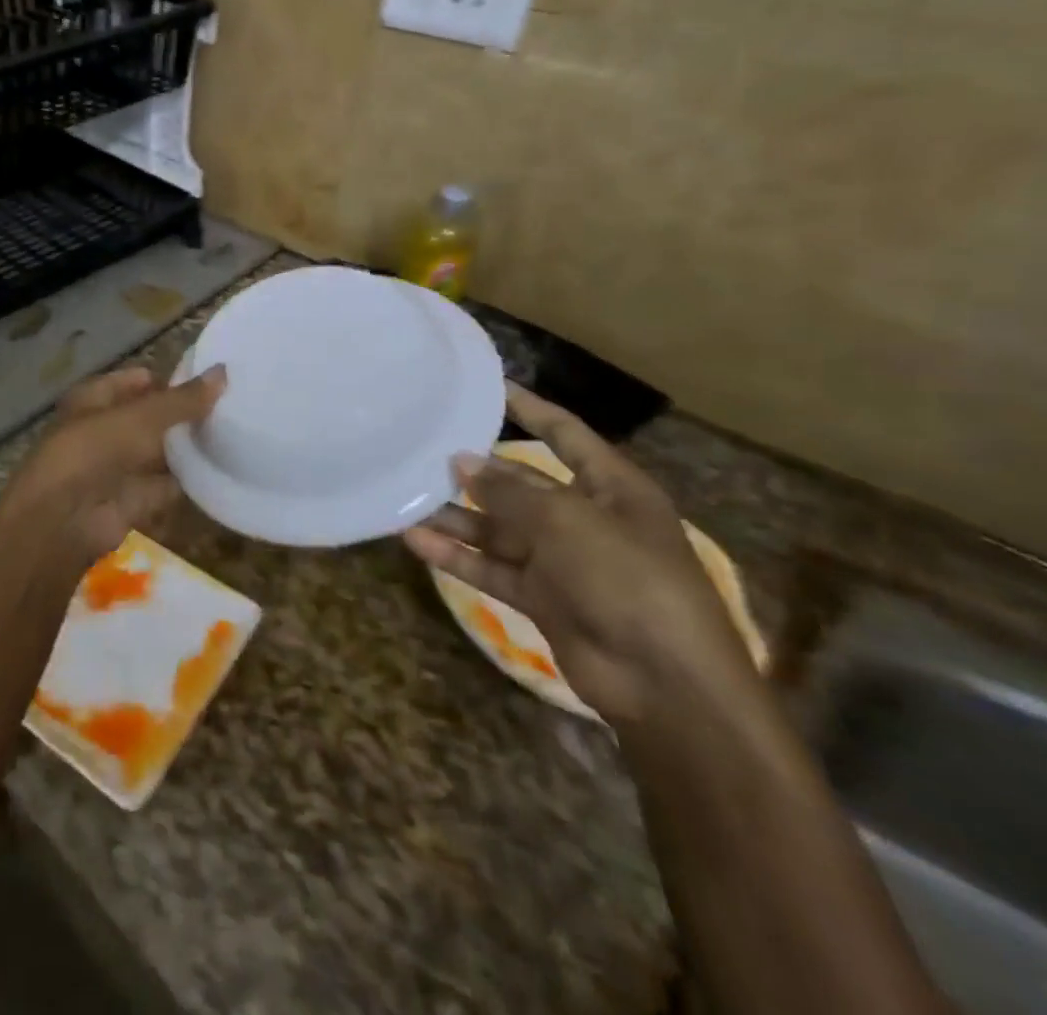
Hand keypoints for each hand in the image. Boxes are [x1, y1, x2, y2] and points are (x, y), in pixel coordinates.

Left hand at [0, 364, 226, 567]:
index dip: (170, 379)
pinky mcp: (133, 501)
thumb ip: (182, 400)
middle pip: (151, 418)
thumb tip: (223, 372)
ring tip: (238, 435)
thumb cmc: (93, 452)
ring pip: (161, 453)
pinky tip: (224, 473)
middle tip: (233, 408)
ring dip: (189, 449)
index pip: (137, 381)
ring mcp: (118, 468)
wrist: (64, 521)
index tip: (213, 380)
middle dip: (184, 415)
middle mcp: (105, 430)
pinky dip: (190, 483)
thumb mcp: (140, 418)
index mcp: (95, 399)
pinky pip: (167, 487)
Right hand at [403, 384, 755, 724]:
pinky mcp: (542, 597)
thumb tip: (462, 460)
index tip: (486, 385)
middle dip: (475, 470)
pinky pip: (491, 568)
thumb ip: (509, 490)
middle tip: (422, 450)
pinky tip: (414, 541)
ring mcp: (562, 560)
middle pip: (521, 483)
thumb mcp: (565, 521)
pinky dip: (457, 556)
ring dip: (456, 517)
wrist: (665, 684)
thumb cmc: (626, 579)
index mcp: (612, 488)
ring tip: (405, 497)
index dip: (528, 408)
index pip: (564, 434)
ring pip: (498, 528)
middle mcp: (585, 518)